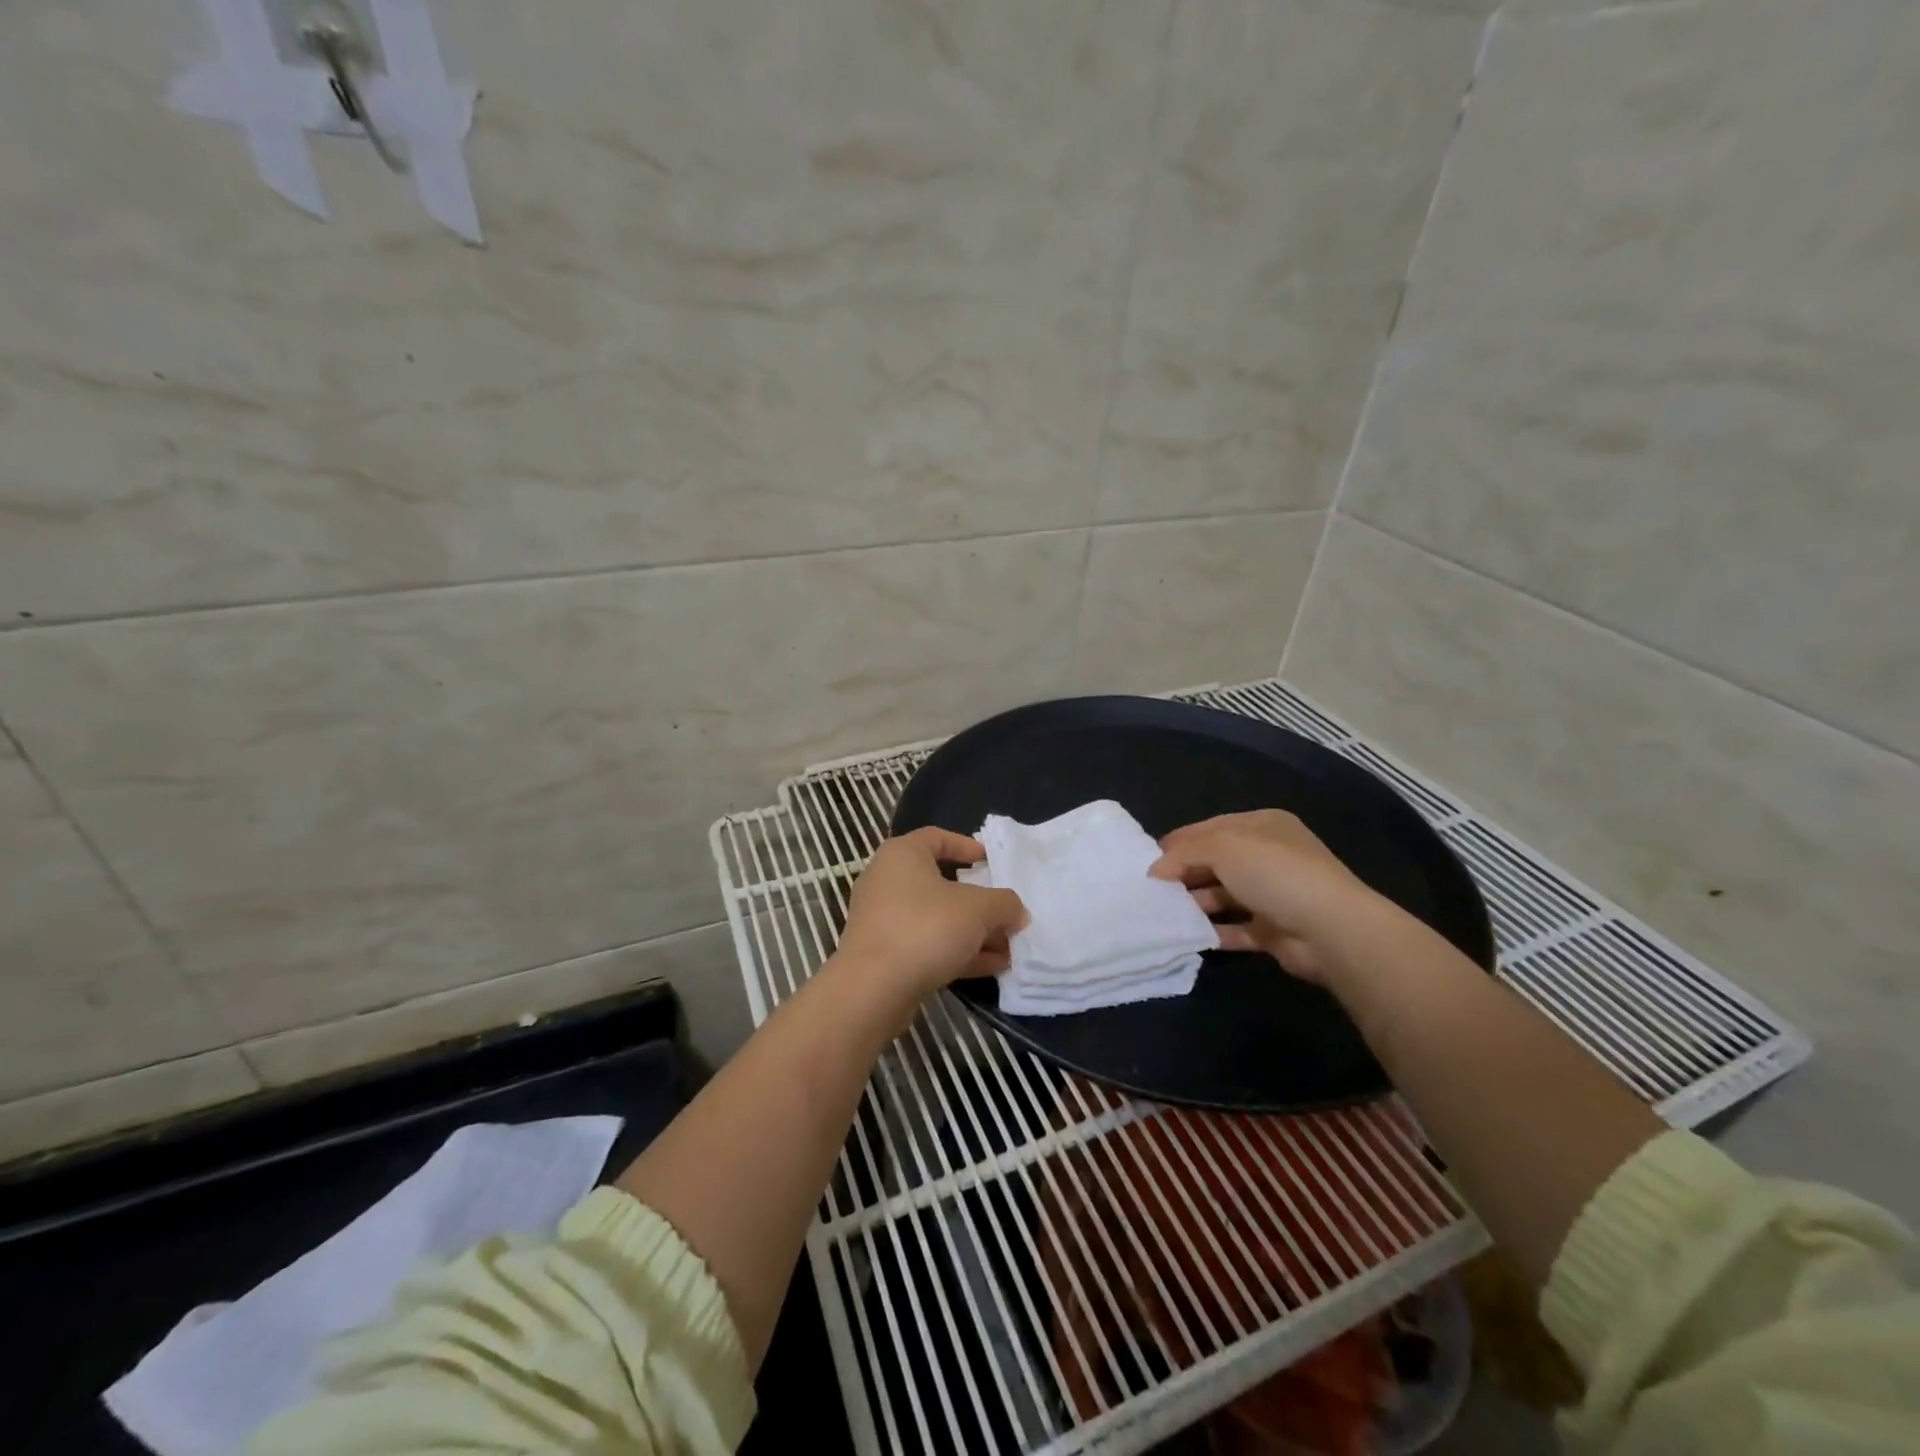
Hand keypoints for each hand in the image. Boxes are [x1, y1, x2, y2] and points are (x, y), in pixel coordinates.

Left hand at [834, 828, 1027, 996]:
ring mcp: (883, 919)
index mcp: (902, 854)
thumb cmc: (926, 928)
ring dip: (973, 931)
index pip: (937, 837)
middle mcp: (886, 880)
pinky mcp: (884, 954)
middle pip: (940, 882)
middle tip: (1006, 911)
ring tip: (1009, 946)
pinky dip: (957, 951)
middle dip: (979, 901)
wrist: (873, 989)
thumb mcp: (978, 909)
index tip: (991, 861)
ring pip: (936, 918)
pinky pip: (927, 944)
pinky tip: (992, 966)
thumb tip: (1017, 912)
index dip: (967, 846)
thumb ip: (1005, 904)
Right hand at [1150, 811, 1382, 983]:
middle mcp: (1270, 856)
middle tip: (1151, 890)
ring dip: (1196, 903)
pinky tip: (1190, 936)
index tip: (1147, 862)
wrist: (1331, 929)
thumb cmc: (1274, 873)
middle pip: (1215, 862)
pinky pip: (1236, 928)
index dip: (1178, 843)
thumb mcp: (1222, 847)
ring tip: (1164, 914)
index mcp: (1262, 825)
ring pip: (1224, 895)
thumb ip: (1184, 852)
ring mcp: (1275, 894)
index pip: (1210, 828)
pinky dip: (1214, 932)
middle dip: (1184, 874)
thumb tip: (1156, 870)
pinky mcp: (1276, 930)